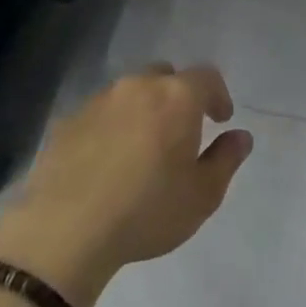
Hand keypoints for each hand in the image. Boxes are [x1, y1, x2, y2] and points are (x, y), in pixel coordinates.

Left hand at [0, 65, 252, 306]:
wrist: (64, 230)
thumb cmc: (146, 210)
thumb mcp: (202, 195)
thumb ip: (226, 159)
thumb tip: (241, 136)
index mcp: (177, 97)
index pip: (207, 76)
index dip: (218, 95)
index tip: (220, 119)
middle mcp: (139, 87)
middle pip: (165, 77)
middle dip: (178, 96)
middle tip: (181, 130)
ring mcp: (99, 100)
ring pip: (130, 93)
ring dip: (142, 110)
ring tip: (142, 148)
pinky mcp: (68, 120)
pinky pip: (100, 114)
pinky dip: (111, 127)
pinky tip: (107, 161)